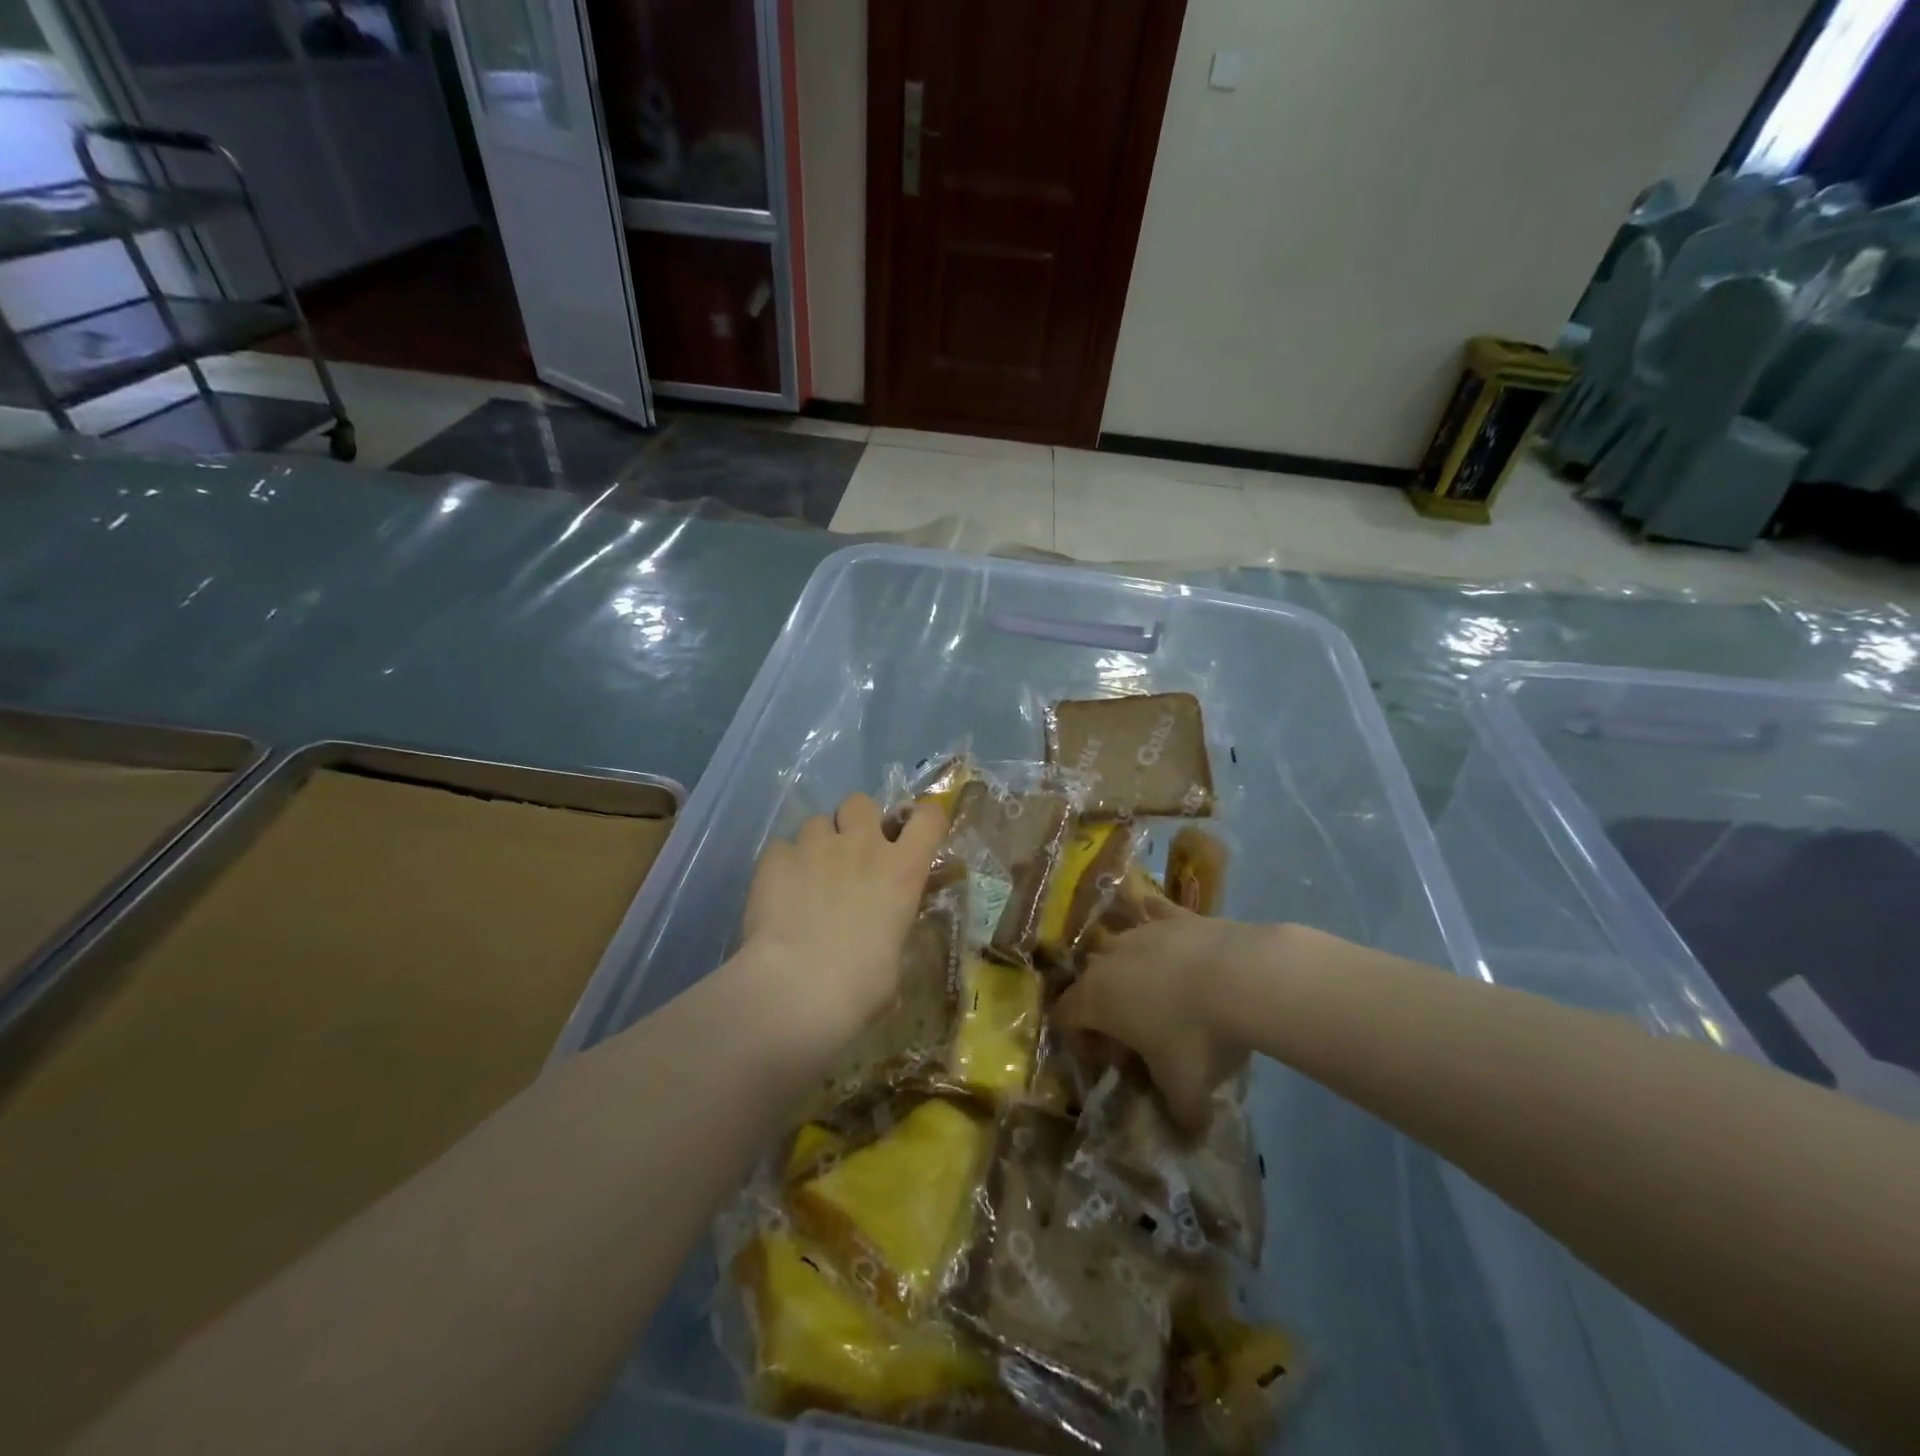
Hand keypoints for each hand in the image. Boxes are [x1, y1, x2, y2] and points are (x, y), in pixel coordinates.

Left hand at [739, 792, 947, 1057]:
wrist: (797, 988)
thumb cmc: (860, 986)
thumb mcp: (893, 963)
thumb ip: (888, 935)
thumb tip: (880, 948)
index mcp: (902, 870)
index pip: (929, 818)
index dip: (923, 818)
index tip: (914, 833)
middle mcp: (862, 846)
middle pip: (862, 803)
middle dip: (856, 821)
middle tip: (849, 852)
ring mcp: (815, 846)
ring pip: (817, 821)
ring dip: (816, 843)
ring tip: (806, 876)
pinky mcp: (775, 857)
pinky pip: (781, 847)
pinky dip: (782, 864)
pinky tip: (777, 892)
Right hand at [1055, 909, 1262, 1132]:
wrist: (1244, 977)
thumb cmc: (1198, 1036)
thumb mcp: (1186, 1091)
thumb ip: (1178, 1114)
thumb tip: (1188, 1130)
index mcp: (1096, 998)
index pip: (1064, 1017)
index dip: (1079, 1042)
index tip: (1112, 1062)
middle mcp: (1108, 958)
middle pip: (1090, 983)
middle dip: (1106, 1009)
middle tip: (1139, 1036)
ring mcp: (1141, 930)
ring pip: (1120, 948)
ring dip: (1131, 972)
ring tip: (1163, 996)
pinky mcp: (1174, 915)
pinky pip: (1153, 914)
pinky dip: (1155, 924)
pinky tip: (1169, 937)